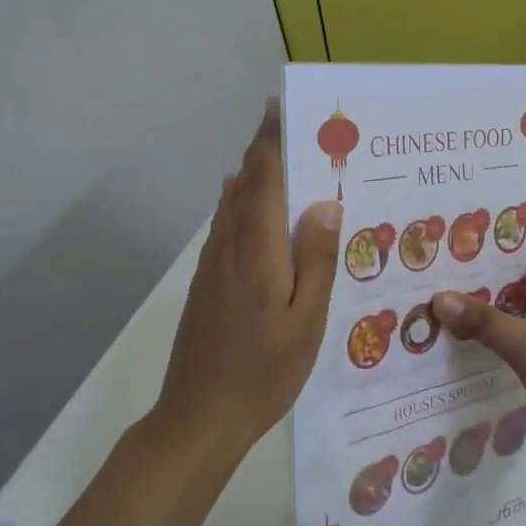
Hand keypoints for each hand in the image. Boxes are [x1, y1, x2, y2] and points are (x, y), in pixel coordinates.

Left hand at [157, 100, 342, 452]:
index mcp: (257, 250)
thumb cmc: (264, 370)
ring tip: (279, 157)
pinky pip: (225, 227)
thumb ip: (316, 259)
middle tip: (294, 128)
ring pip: (231, 204)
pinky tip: (249, 206)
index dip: (271, 141)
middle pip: (244, 185)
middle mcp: (229, 246)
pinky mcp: (206, 283)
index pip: (263, 179)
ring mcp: (212, 265)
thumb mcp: (306, 320)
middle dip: (263, 151)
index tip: (281, 109)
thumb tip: (325, 202)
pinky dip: (239, 203)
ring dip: (252, 175)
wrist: (199, 415)